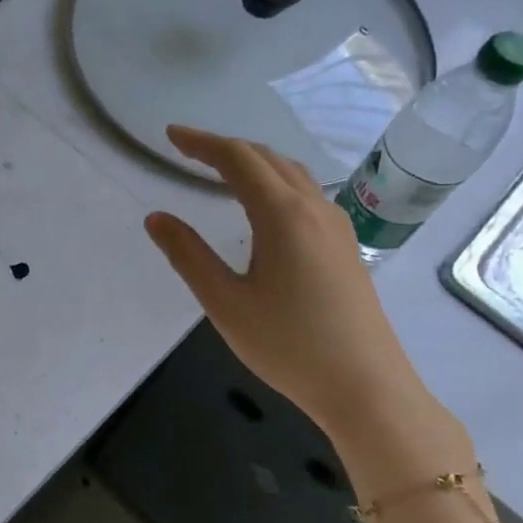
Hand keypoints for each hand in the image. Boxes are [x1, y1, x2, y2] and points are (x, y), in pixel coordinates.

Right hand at [144, 125, 430, 444]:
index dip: (202, 143)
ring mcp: (336, 226)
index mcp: (282, 215)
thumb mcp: (225, 302)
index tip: (171, 136)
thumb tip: (156, 217)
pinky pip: (306, 194)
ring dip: (253, 163)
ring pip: (292, 174)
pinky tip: (262, 208)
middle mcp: (314, 208)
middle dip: (225, 148)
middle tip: (187, 151)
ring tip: (219, 171)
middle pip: (268, 159)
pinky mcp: (345, 246)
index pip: (238, 160)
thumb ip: (188, 255)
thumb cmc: (288, 345)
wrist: (366, 386)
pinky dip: (275, 183)